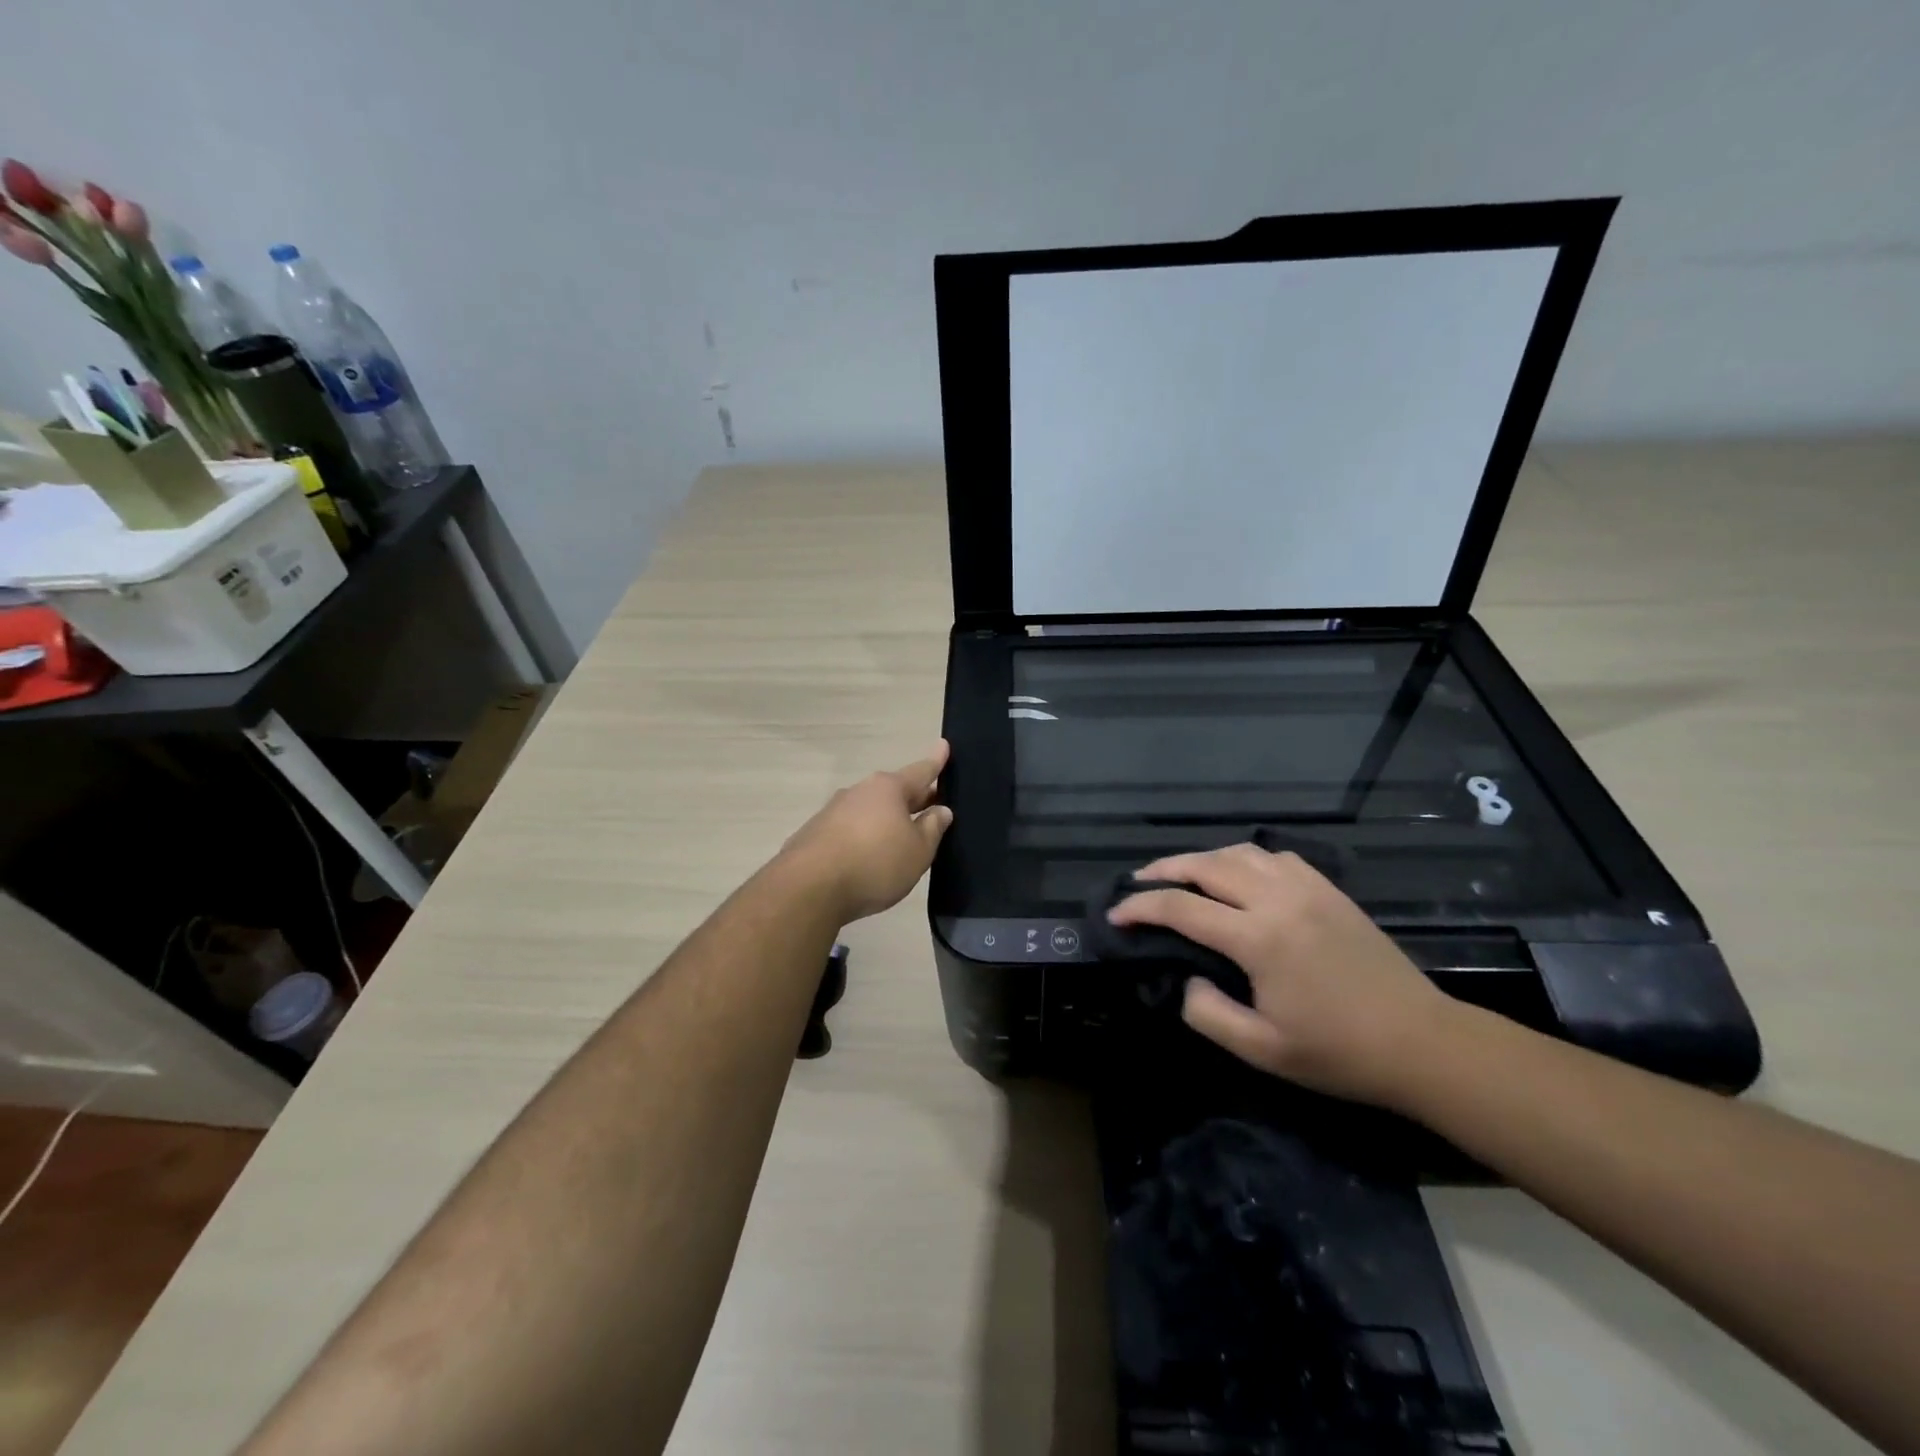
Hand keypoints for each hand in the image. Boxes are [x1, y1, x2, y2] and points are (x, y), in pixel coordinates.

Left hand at [780, 742, 954, 924]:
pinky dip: (864, 837)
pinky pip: (849, 830)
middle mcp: (859, 791)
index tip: (943, 745)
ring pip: (869, 810)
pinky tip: (868, 856)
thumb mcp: (918, 851)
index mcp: (888, 789)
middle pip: (894, 791)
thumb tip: (940, 810)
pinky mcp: (814, 834)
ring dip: (886, 819)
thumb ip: (932, 829)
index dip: (935, 762)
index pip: (920, 771)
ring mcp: (832, 811)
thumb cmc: (875, 863)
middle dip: (914, 796)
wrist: (810, 888)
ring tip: (900, 836)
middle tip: (933, 801)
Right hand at [1110, 843, 1454, 1105]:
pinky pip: (1275, 857)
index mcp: (1259, 938)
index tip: (1116, 914)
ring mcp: (1308, 888)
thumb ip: (1207, 1013)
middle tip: (1137, 883)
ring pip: (1240, 852)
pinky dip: (1244, 859)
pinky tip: (1239, 876)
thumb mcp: (1262, 1050)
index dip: (1141, 907)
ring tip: (1182, 876)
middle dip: (1164, 870)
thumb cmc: (1338, 1053)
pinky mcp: (1329, 890)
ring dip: (1202, 859)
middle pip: (1206, 865)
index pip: (1182, 908)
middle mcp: (1279, 899)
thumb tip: (1185, 979)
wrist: (1422, 1043)